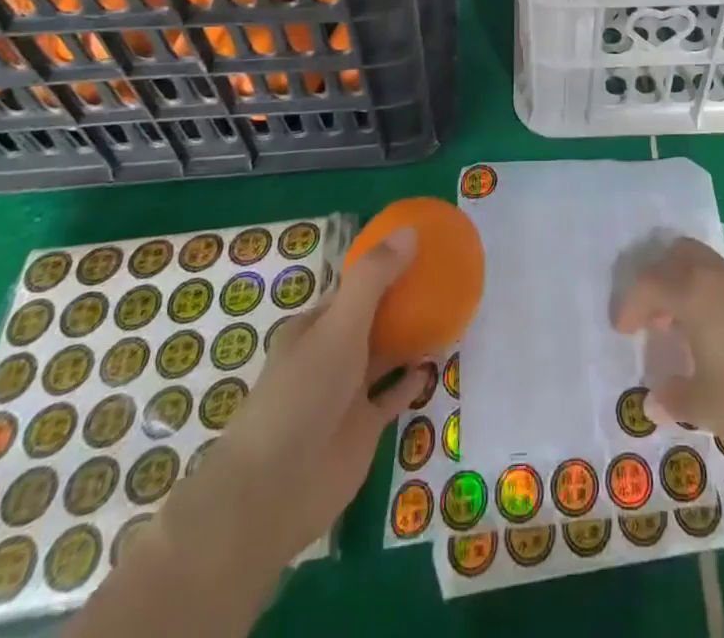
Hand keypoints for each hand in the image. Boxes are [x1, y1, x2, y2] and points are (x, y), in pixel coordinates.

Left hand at [155, 227, 433, 574]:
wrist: (274, 492)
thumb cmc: (302, 395)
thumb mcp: (339, 326)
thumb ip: (374, 279)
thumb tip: (411, 231)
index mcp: (316, 326)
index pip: (353, 287)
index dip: (384, 266)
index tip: (420, 248)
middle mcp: (331, 355)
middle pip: (373, 318)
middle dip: (403, 300)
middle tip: (445, 277)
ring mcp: (348, 393)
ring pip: (386, 354)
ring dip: (412, 336)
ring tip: (449, 312)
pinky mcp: (364, 428)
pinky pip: (395, 395)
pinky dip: (414, 379)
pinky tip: (437, 362)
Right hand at [611, 236, 723, 457]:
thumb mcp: (705, 407)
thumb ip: (673, 399)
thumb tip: (652, 400)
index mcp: (693, 293)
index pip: (648, 283)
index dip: (630, 305)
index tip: (622, 331)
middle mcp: (714, 276)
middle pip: (675, 255)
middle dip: (655, 280)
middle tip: (650, 317)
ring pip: (700, 261)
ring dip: (681, 283)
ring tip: (677, 325)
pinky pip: (719, 277)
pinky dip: (703, 291)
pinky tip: (710, 332)